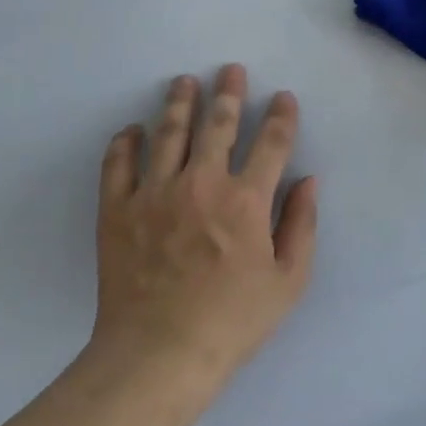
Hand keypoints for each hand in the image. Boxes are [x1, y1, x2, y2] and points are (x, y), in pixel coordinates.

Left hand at [90, 65, 317, 397]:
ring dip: (179, 103)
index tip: (284, 98)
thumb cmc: (231, 322)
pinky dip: (125, 142)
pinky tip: (133, 130)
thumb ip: (302, 225)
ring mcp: (154, 193)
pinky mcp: (118, 209)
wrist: (158, 354)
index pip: (271, 143)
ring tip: (184, 82)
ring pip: (168, 133)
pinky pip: (118, 164)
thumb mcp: (287, 282)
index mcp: (245, 200)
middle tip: (230, 71)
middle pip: (217, 125)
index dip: (281, 116)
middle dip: (229, 94)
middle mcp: (200, 183)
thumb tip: (308, 180)